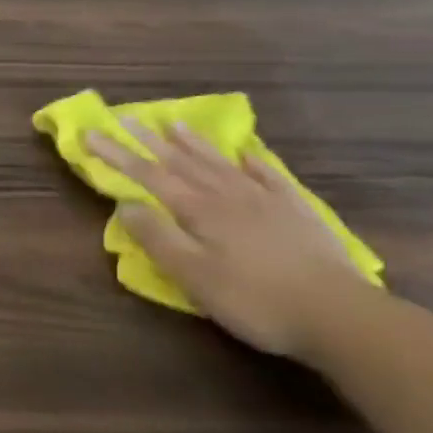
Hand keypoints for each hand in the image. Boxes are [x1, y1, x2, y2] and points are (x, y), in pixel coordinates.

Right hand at [84, 120, 368, 360]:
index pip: (149, 175)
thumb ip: (157, 237)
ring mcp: (265, 200)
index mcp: (199, 209)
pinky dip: (253, 162)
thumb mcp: (194, 276)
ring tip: (174, 124)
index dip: (117, 154)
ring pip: (220, 163)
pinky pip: (269, 177)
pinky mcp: (297, 212)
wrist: (341, 315)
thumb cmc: (255, 300)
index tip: (91, 133)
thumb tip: (125, 205)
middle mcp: (228, 195)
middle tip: (125, 117)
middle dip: (148, 140)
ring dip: (194, 143)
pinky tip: (245, 153)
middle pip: (182, 162)